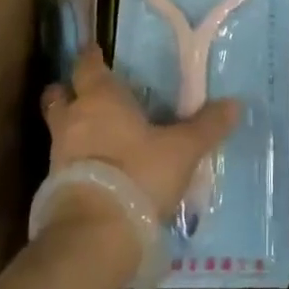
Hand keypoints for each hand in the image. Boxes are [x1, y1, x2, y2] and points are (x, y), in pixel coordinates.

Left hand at [41, 44, 241, 225]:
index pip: (88, 66)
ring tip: (95, 134)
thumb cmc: (137, 174)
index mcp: (100, 98)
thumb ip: (206, 126)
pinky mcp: (53, 190)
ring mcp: (58, 157)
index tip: (95, 51)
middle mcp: (73, 120)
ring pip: (59, 130)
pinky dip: (75, 162)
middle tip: (83, 92)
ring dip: (71, 129)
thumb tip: (235, 104)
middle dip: (67, 91)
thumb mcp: (182, 150)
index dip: (91, 57)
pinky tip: (96, 170)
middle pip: (59, 97)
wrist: (94, 237)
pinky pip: (63, 164)